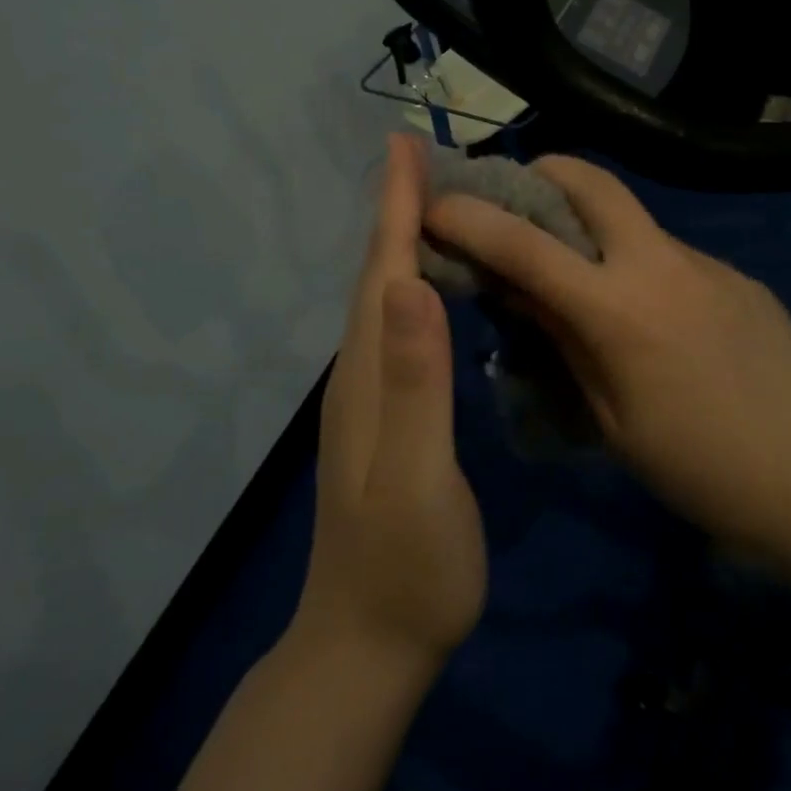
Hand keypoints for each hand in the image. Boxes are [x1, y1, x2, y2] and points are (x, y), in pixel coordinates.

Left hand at [294, 135, 486, 672]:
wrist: (367, 645)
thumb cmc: (407, 568)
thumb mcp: (417, 479)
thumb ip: (415, 384)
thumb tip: (413, 284)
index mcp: (370, 375)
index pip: (384, 271)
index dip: (395, 206)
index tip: (404, 145)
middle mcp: (360, 373)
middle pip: (377, 273)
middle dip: (396, 209)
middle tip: (423, 157)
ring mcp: (367, 397)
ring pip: (382, 298)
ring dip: (401, 242)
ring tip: (431, 203)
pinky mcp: (382, 417)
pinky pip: (394, 328)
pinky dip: (410, 287)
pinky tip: (430, 287)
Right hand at [424, 156, 790, 556]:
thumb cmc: (699, 468)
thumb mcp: (610, 417)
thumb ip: (562, 339)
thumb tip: (515, 290)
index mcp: (618, 310)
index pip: (525, 245)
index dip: (471, 217)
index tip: (434, 202)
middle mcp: (661, 264)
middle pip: (592, 180)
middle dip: (543, 171)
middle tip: (515, 196)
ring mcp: (705, 263)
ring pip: (632, 217)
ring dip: (591, 223)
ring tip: (577, 267)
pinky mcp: (736, 275)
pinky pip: (670, 253)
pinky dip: (637, 262)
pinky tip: (649, 312)